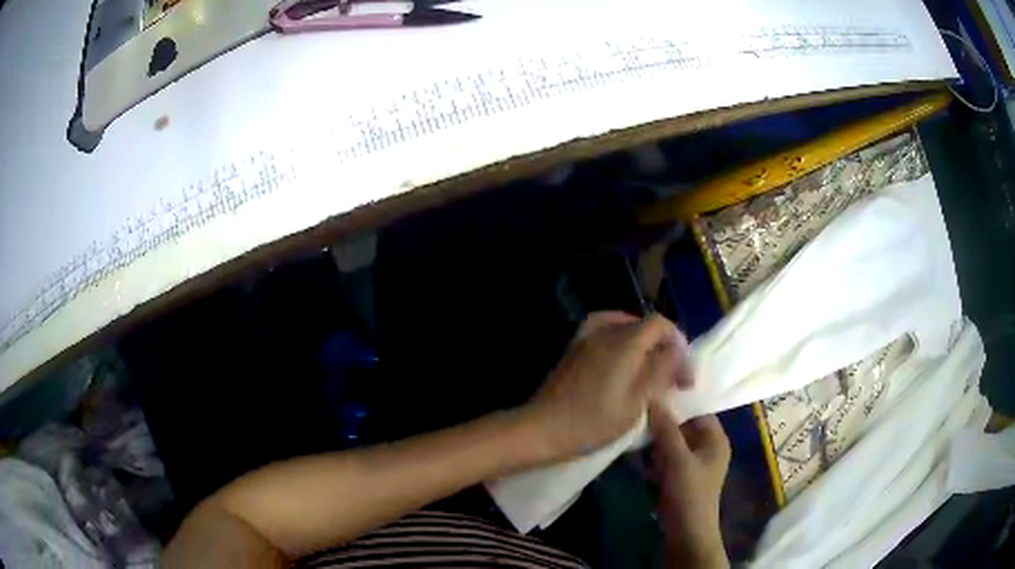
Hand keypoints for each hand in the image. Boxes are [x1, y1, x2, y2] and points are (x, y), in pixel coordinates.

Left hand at [522, 311, 692, 459]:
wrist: (543, 427)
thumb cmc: (594, 421)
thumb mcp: (636, 402)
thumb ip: (660, 371)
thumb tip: (676, 351)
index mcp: (625, 342)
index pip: (660, 324)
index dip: (677, 343)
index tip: (682, 371)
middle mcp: (605, 331)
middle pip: (643, 324)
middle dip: (662, 344)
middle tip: (668, 372)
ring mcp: (586, 337)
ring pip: (624, 326)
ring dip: (642, 342)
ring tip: (648, 366)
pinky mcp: (573, 348)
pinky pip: (603, 330)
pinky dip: (619, 339)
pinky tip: (621, 361)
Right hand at [650, 403, 730, 568]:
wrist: (686, 533)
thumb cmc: (688, 493)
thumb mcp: (677, 459)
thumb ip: (666, 428)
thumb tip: (653, 396)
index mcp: (716, 440)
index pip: (697, 410)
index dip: (677, 403)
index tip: (652, 395)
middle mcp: (707, 448)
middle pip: (683, 426)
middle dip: (661, 424)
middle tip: (638, 417)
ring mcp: (693, 464)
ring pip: (672, 443)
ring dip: (655, 442)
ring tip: (635, 437)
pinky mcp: (680, 478)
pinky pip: (666, 459)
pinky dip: (654, 458)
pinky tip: (638, 459)